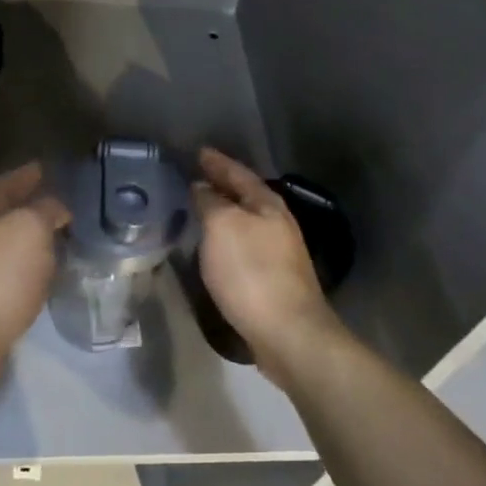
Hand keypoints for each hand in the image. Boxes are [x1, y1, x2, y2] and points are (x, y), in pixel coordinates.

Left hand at [0, 162, 68, 371]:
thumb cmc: (0, 273)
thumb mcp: (30, 227)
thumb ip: (45, 210)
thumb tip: (55, 207)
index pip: (5, 185)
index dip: (23, 175)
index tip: (42, 168)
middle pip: (3, 216)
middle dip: (26, 207)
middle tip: (55, 204)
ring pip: (8, 247)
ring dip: (30, 240)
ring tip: (57, 238)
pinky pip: (12, 276)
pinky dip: (30, 268)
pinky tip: (45, 274)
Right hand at [192, 148, 338, 384]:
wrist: (289, 333)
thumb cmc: (252, 272)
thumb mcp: (222, 227)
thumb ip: (210, 202)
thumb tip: (202, 187)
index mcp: (267, 204)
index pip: (238, 173)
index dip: (217, 162)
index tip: (199, 152)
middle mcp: (277, 223)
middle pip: (246, 196)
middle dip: (223, 185)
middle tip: (197, 176)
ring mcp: (279, 253)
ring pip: (246, 221)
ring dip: (225, 212)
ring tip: (201, 208)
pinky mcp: (274, 280)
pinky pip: (245, 246)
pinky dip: (227, 238)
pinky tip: (215, 246)